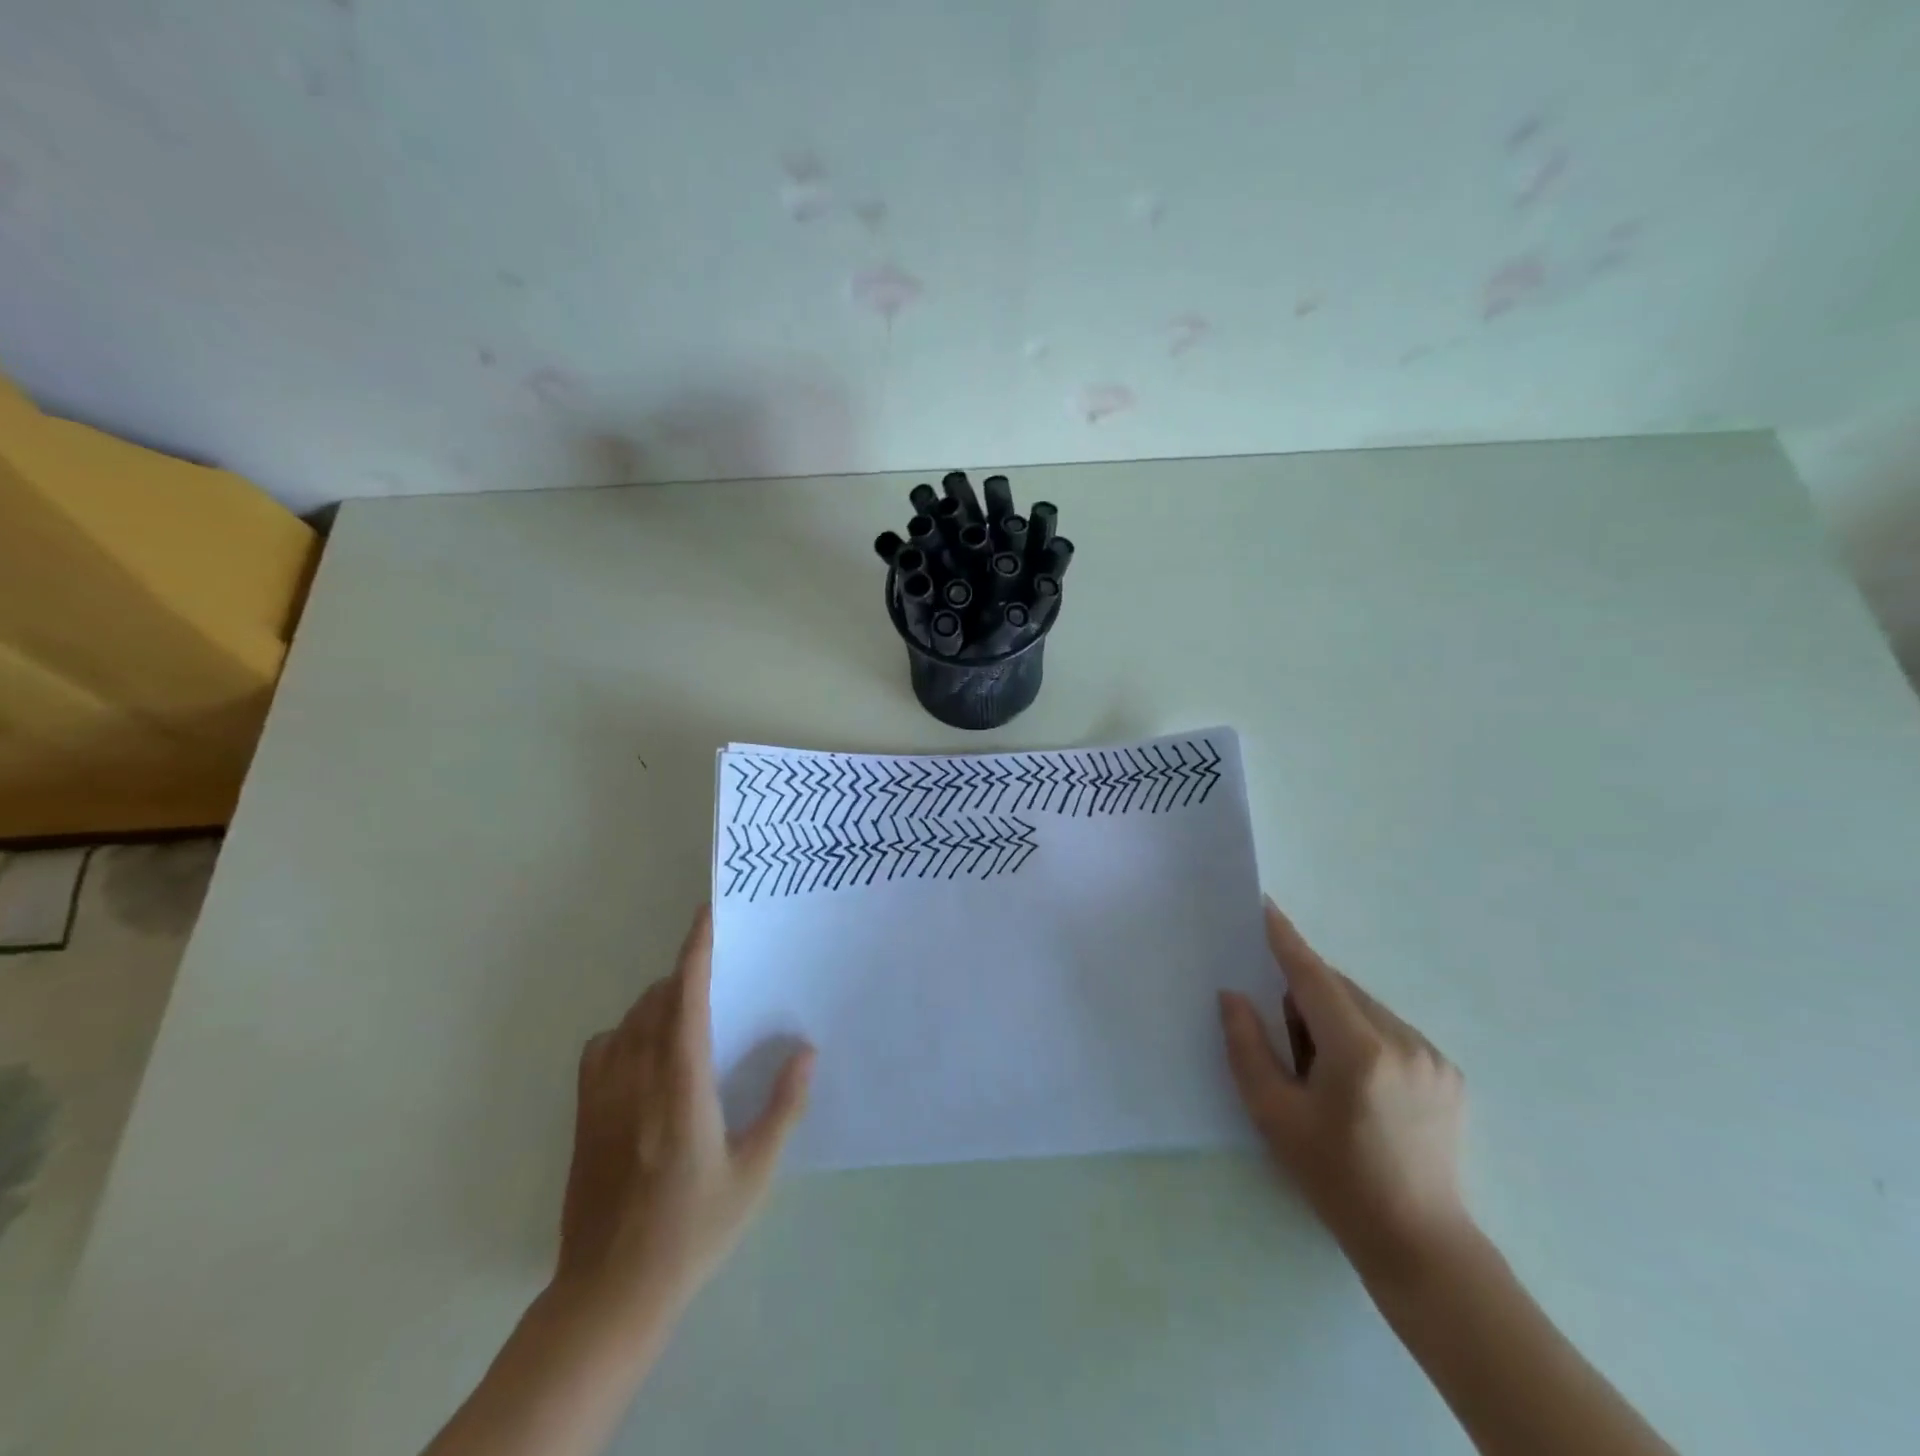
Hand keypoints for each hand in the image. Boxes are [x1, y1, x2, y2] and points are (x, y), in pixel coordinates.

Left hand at [556, 905, 813, 1318]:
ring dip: (659, 1003)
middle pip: (656, 1000)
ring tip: (691, 1017)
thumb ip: (783, 1107)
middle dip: (686, 976)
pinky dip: (627, 1031)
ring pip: (629, 1020)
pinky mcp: (584, 1115)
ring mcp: (603, 1095)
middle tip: (721, 978)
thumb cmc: (691, 1231)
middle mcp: (637, 1078)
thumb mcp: (753, 1173)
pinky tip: (646, 1054)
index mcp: (681, 1086)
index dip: (697, 951)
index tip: (709, 913)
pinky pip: (603, 1046)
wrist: (610, 1293)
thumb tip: (806, 1051)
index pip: (686, 999)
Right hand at [1219, 898, 1472, 1285]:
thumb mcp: (1274, 1114)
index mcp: (1359, 1051)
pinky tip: (1356, 1083)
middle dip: (1305, 997)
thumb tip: (1233, 995)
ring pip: (1365, 1008)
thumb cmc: (1335, 1178)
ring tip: (1322, 1072)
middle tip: (1287, 1042)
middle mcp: (1403, 1041)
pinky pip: (1390, 1029)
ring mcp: (1432, 1056)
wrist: (1419, 1242)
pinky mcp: (1448, 1072)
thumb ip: (1247, 1046)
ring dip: (1335, 1017)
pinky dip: (1363, 1035)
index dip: (1286, 940)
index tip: (1266, 907)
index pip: (1313, 976)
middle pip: (1339, 990)